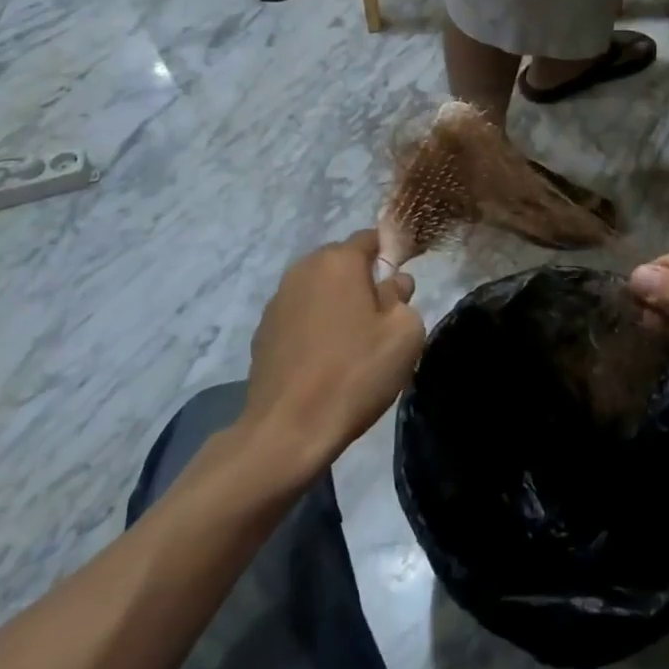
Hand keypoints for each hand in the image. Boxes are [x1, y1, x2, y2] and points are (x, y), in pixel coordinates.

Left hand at [238, 231, 423, 478]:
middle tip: (381, 318)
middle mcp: (304, 269)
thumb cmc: (354, 374)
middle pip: (343, 262)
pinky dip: (314, 325)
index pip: (371, 238)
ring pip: (320, 289)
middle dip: (363, 280)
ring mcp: (278, 300)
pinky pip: (300, 314)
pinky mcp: (264, 330)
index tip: (402, 285)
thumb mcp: (404, 334)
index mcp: (339, 260)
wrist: (287, 431)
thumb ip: (403, 297)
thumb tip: (393, 285)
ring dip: (337, 303)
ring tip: (351, 342)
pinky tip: (324, 359)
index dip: (391, 255)